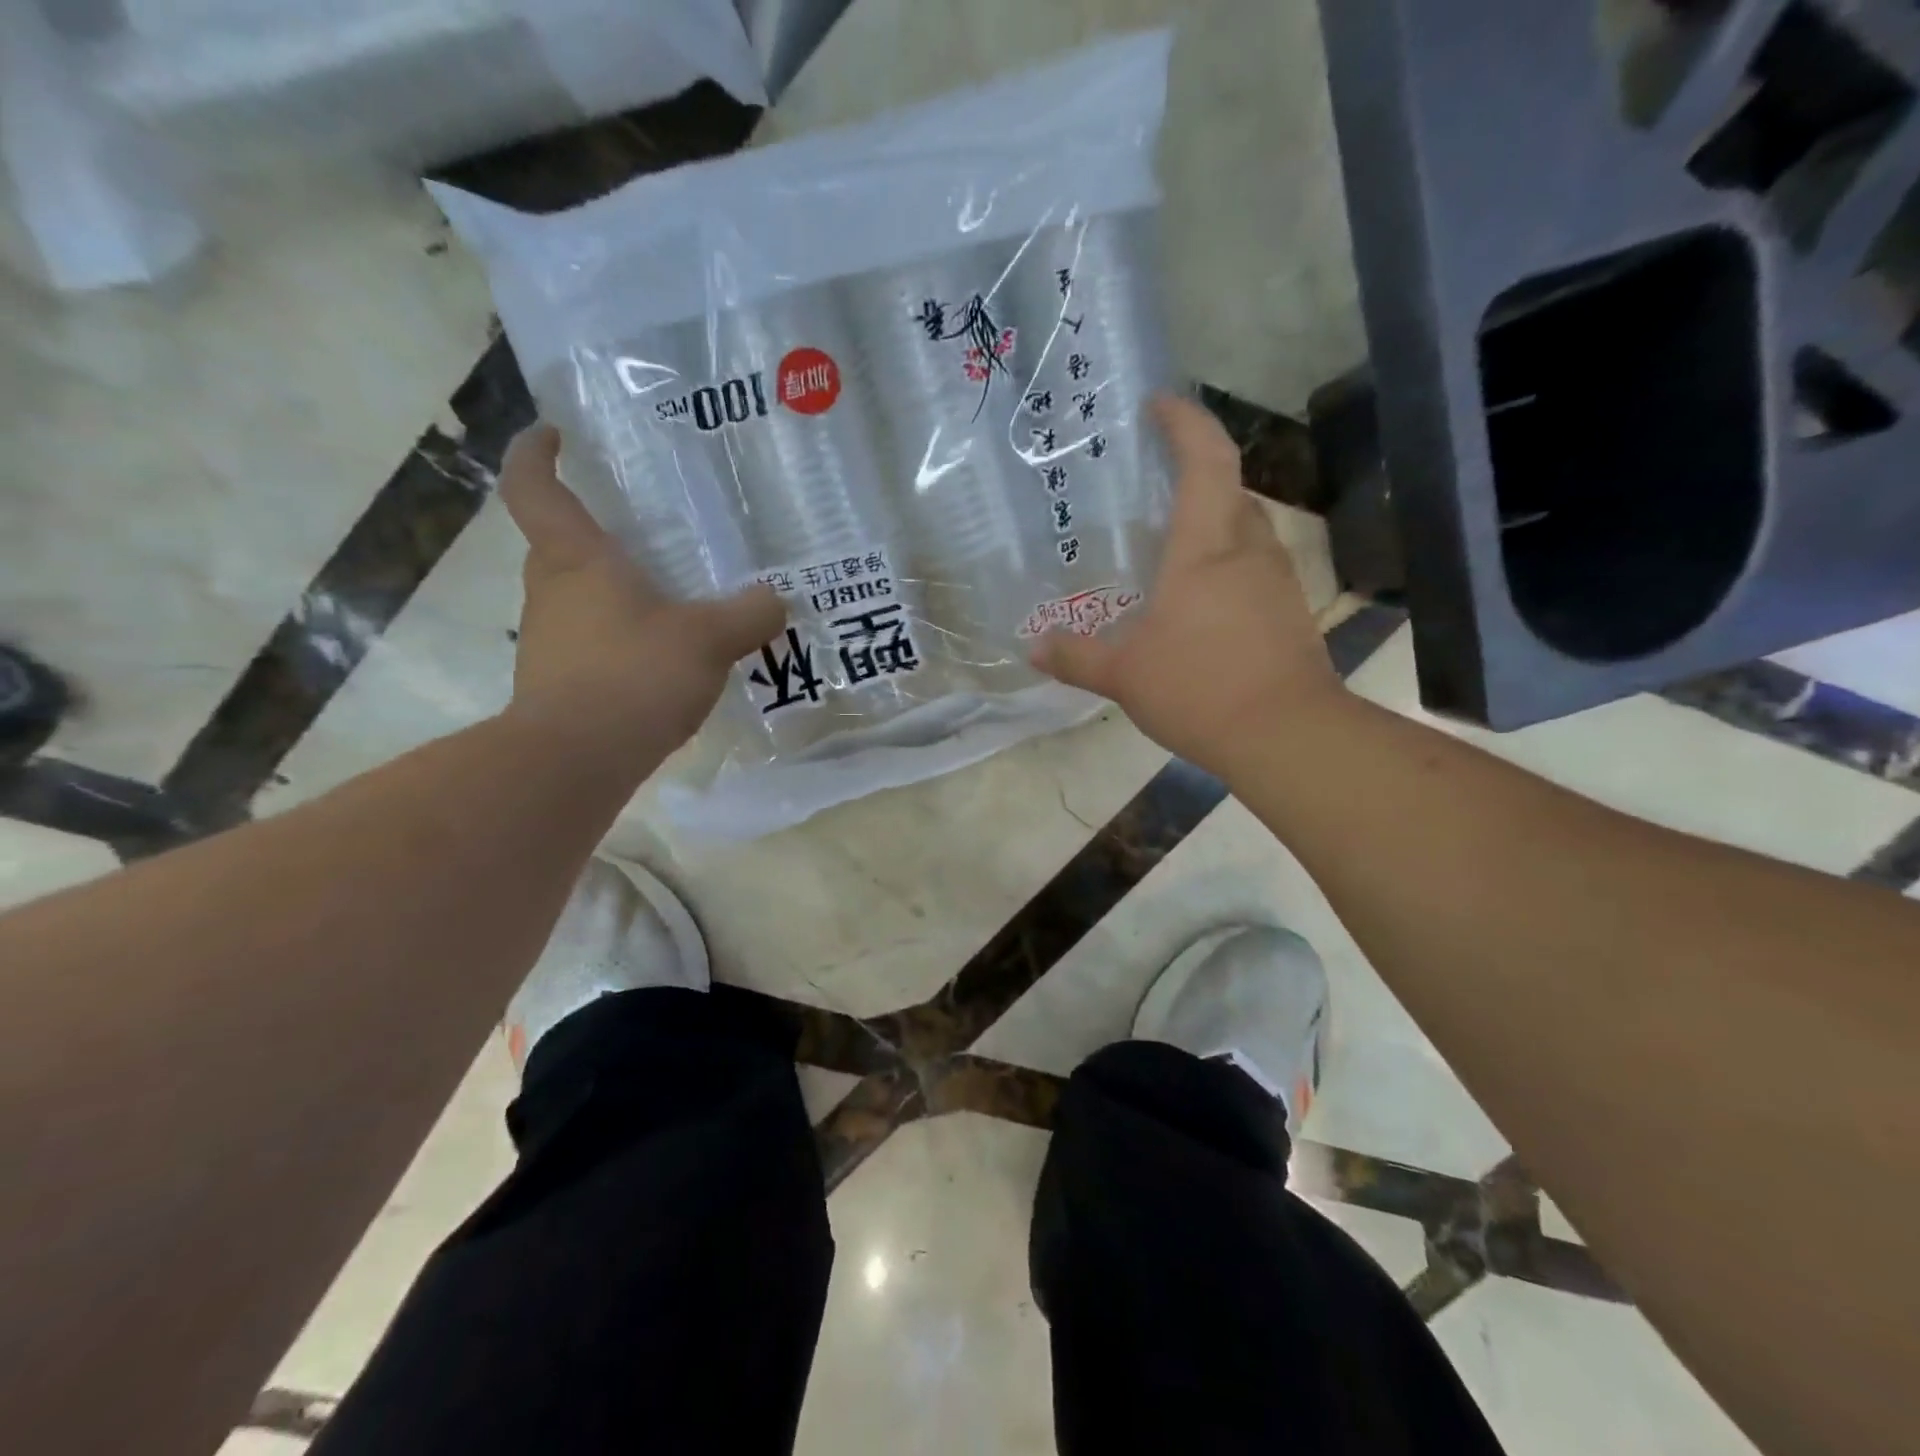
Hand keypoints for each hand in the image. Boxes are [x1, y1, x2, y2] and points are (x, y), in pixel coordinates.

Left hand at [499, 424, 784, 765]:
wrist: (576, 760)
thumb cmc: (634, 675)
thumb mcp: (708, 639)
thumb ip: (749, 615)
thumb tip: (778, 599)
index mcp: (576, 559)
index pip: (533, 488)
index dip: (535, 454)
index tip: (553, 435)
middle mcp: (551, 591)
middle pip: (557, 544)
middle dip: (593, 533)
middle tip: (644, 533)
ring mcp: (548, 641)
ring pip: (575, 597)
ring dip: (610, 592)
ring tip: (668, 600)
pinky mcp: (556, 683)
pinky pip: (589, 642)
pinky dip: (618, 639)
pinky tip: (661, 660)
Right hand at [1031, 394, 1342, 775]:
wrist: (1286, 735)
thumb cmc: (1199, 688)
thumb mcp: (1124, 674)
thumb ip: (1076, 656)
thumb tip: (1034, 647)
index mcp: (1206, 546)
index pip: (1205, 459)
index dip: (1185, 422)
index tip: (1158, 404)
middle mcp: (1248, 549)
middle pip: (1229, 488)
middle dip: (1196, 474)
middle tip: (1152, 486)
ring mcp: (1276, 579)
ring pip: (1244, 529)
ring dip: (1211, 523)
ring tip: (1169, 546)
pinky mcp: (1289, 610)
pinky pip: (1254, 567)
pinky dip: (1225, 565)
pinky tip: (1198, 601)